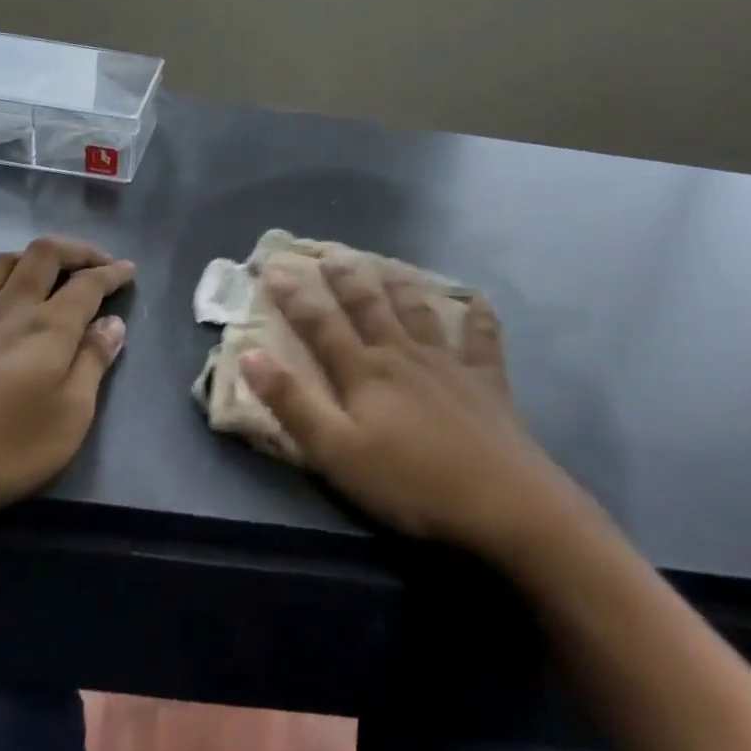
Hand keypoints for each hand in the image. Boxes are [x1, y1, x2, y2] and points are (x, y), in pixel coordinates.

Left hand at [0, 236, 135, 550]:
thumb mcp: (68, 419)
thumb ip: (93, 365)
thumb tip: (113, 323)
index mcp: (49, 327)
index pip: (88, 284)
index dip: (111, 272)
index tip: (128, 270)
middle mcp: (9, 308)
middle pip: (44, 255)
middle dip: (75, 250)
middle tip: (94, 260)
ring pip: (1, 264)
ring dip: (30, 259)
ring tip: (43, 272)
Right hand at [241, 257, 571, 558]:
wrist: (500, 499)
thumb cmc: (409, 482)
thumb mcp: (336, 452)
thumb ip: (293, 403)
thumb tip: (250, 354)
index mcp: (365, 372)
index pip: (321, 325)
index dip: (295, 297)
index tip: (274, 270)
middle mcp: (403, 354)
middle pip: (370, 306)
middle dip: (347, 278)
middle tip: (332, 252)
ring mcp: (448, 363)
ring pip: (419, 312)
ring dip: (401, 285)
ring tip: (388, 263)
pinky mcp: (486, 381)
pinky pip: (482, 340)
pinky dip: (479, 318)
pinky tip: (479, 301)